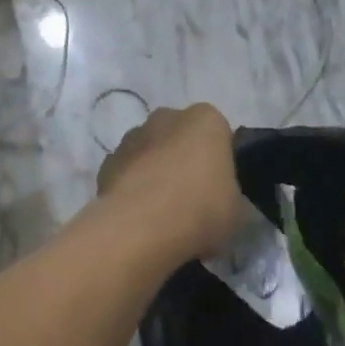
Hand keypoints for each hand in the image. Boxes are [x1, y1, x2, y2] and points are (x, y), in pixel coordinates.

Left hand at [96, 104, 240, 262]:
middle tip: (192, 198)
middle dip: (183, 158)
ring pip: (150, 152)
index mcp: (206, 120)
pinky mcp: (106, 163)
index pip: (218, 133)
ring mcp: (132, 137)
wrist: (141, 228)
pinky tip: (138, 217)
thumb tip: (223, 203)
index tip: (220, 187)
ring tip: (162, 212)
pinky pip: (127, 173)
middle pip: (179, 136)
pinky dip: (131, 188)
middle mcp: (166, 117)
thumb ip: (231, 196)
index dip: (219, 160)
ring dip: (155, 171)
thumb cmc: (201, 209)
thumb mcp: (237, 210)